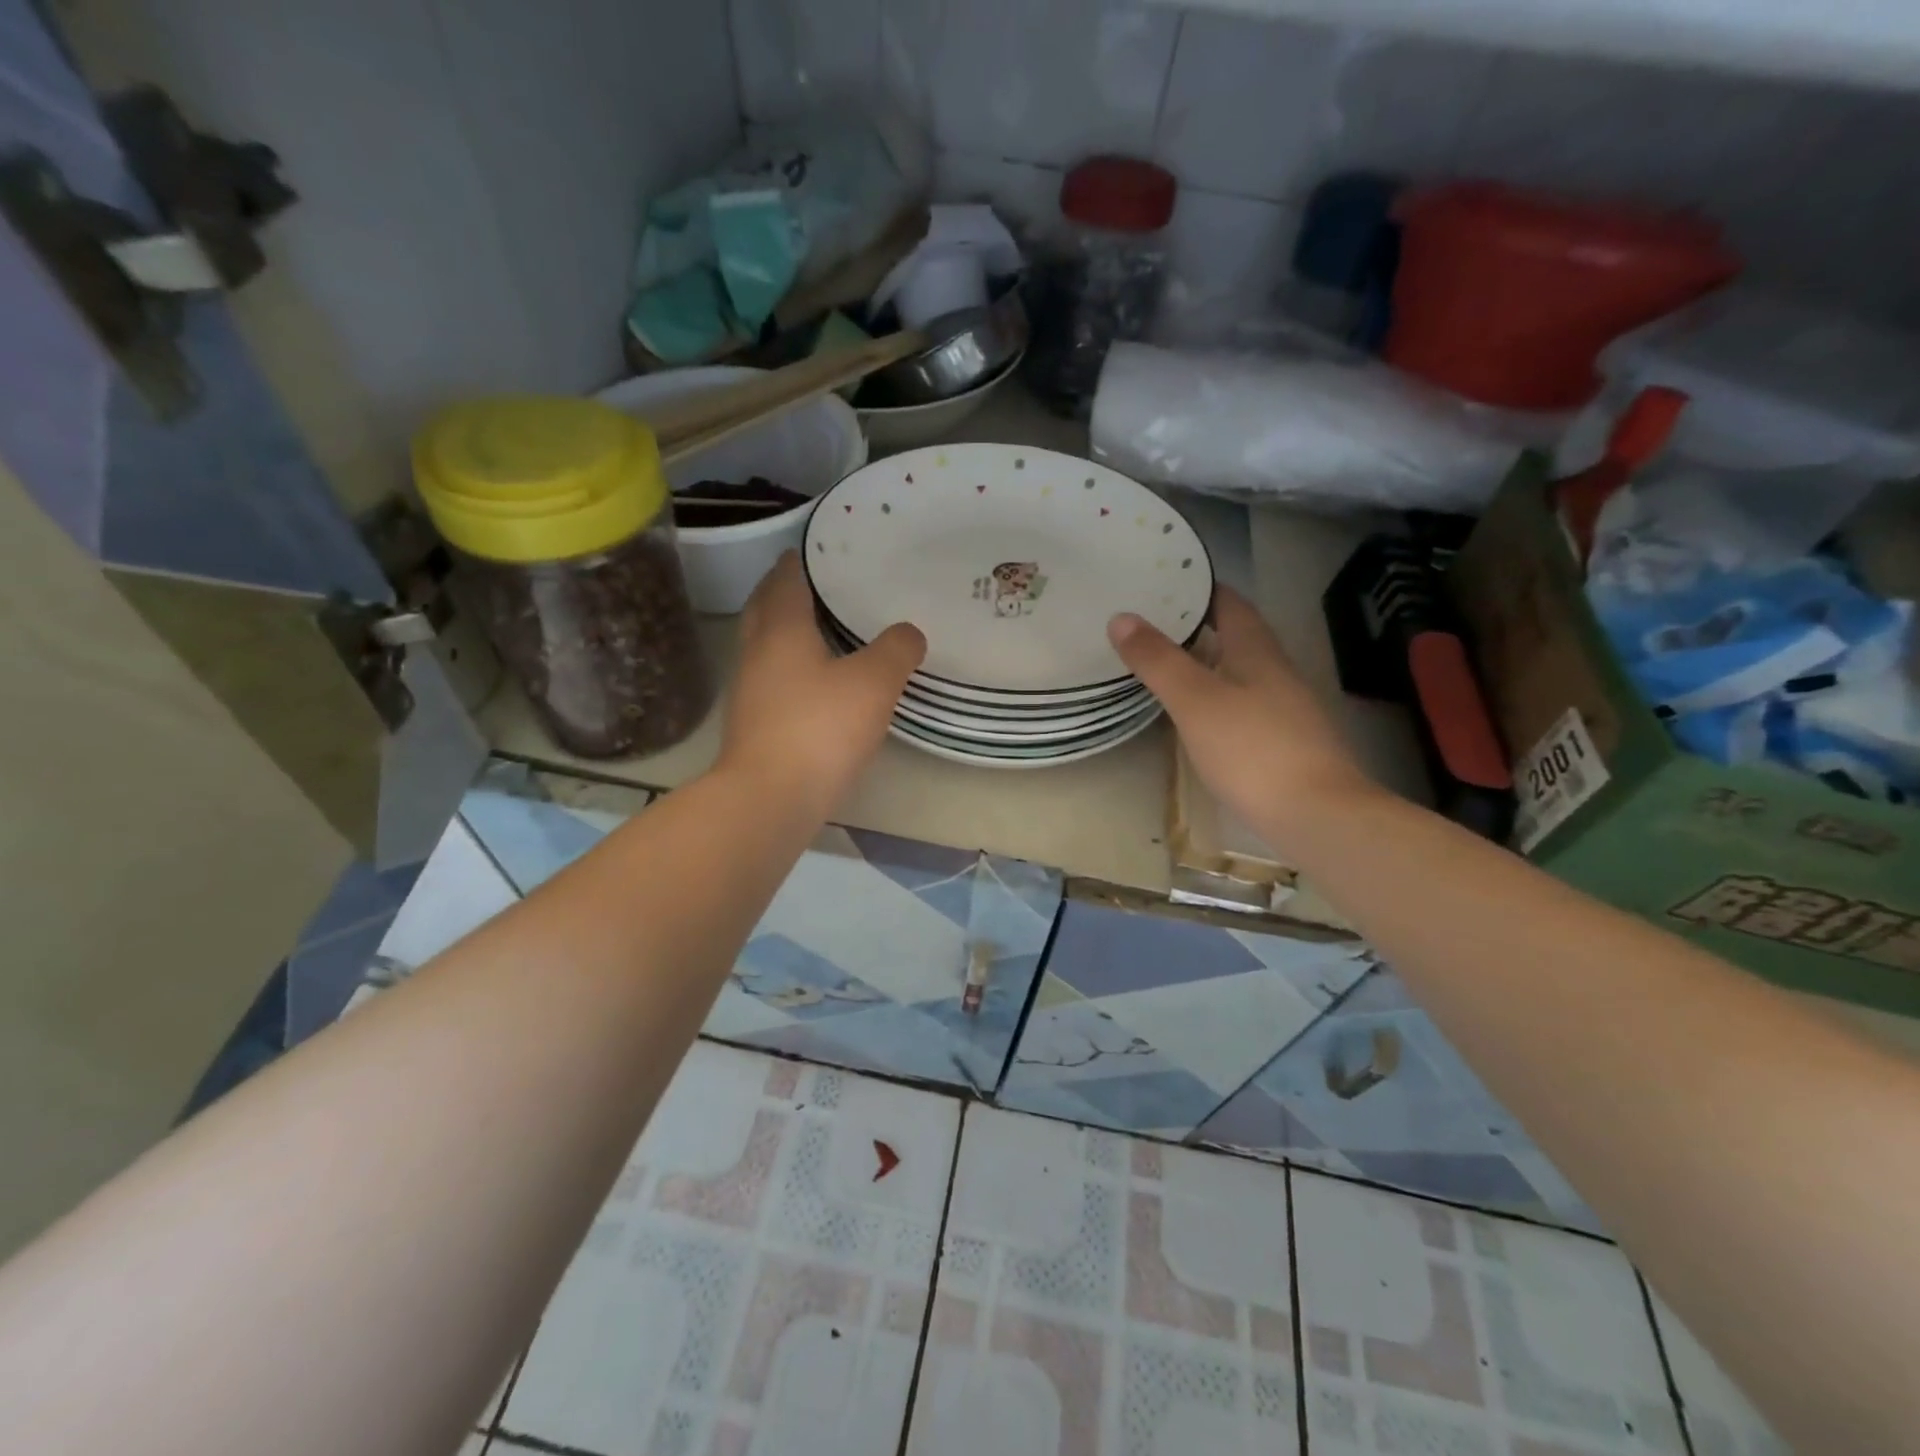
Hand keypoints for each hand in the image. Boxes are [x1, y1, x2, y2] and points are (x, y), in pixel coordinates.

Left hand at [719, 552, 925, 815]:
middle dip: (783, 592)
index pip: (785, 581)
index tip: (815, 549)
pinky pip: (772, 679)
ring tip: (820, 628)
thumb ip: (896, 651)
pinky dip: (790, 667)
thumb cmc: (820, 728)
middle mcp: (757, 653)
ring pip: (765, 646)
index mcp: (781, 630)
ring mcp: (749, 691)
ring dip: (785, 631)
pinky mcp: (754, 724)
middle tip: (815, 583)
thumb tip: (909, 632)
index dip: (799, 562)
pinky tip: (815, 681)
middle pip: (765, 609)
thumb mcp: (873, 683)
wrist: (770, 798)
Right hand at [1109, 586, 1376, 850]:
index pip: (1232, 604)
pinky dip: (1219, 696)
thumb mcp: (1195, 701)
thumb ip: (1159, 660)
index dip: (1203, 589)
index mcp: (1257, 652)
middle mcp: (1277, 672)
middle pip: (1239, 636)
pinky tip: (1201, 715)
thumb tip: (1121, 617)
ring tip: (1169, 663)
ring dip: (1210, 661)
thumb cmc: (1252, 750)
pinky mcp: (1285, 743)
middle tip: (1156, 621)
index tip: (1169, 581)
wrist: (1316, 815)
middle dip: (1202, 624)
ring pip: (1243, 671)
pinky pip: (1246, 704)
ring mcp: (1286, 709)